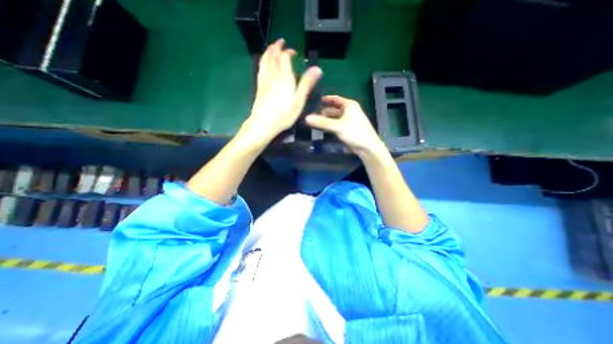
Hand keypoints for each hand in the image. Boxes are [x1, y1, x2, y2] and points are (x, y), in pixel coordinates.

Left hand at [242, 39, 321, 146]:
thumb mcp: (299, 101)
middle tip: (280, 43)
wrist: (264, 124)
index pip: (284, 58)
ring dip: (268, 52)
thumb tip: (317, 69)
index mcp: (284, 78)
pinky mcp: (259, 88)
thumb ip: (307, 84)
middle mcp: (273, 76)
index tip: (293, 52)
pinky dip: (262, 63)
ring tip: (271, 49)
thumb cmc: (284, 114)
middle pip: (272, 56)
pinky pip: (260, 70)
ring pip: (264, 62)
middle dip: (276, 47)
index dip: (288, 52)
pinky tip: (263, 65)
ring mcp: (264, 82)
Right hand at [303, 95, 384, 156]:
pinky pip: (336, 124)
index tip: (313, 100)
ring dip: (325, 119)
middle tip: (310, 113)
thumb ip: (322, 122)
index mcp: (349, 105)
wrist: (367, 147)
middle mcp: (349, 111)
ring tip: (313, 121)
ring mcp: (348, 120)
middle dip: (323, 111)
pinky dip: (329, 125)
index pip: (334, 99)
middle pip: (333, 108)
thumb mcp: (337, 126)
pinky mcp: (347, 129)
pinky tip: (321, 128)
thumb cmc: (354, 132)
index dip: (324, 99)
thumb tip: (306, 118)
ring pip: (334, 117)